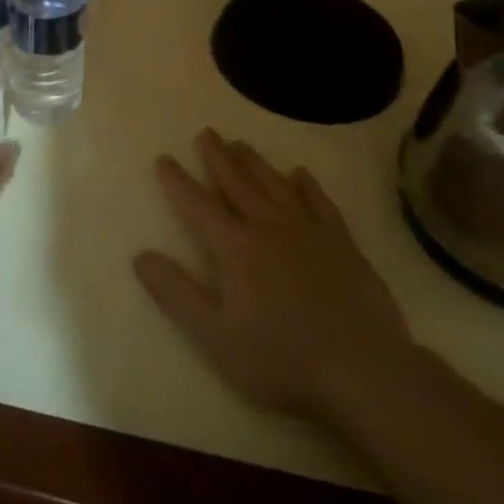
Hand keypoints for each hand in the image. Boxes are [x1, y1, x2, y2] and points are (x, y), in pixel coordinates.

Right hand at [134, 130, 412, 420]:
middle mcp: (269, 226)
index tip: (164, 158)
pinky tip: (300, 174)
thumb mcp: (215, 335)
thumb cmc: (280, 358)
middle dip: (217, 157)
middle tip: (206, 133)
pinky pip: (320, 201)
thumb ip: (176, 293)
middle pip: (237, 182)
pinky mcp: (342, 242)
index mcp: (235, 247)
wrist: (362, 370)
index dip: (177, 182)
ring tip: (240, 144)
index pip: (198, 205)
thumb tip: (140, 256)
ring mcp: (309, 230)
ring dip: (254, 162)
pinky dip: (307, 185)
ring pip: (275, 184)